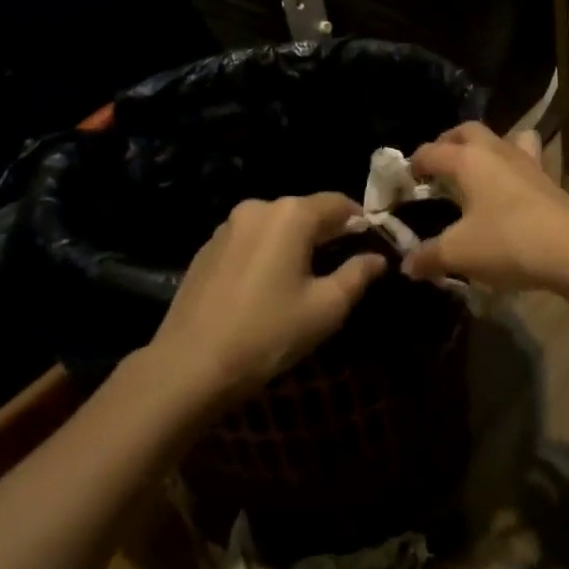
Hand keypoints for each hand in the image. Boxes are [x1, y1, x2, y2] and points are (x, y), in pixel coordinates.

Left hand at [149, 194, 385, 404]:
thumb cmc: (269, 333)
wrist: (190, 365)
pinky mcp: (206, 248)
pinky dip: (265, 253)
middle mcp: (258, 207)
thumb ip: (358, 274)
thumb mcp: (326, 307)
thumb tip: (377, 258)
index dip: (360, 222)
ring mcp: (227, 226)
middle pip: (305, 211)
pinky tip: (266, 286)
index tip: (372, 244)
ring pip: (275, 226)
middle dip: (326, 233)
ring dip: (294, 243)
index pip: (338, 203)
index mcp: (291, 214)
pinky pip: (249, 241)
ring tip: (303, 278)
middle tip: (342, 265)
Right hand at [402, 123, 568, 290]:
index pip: (432, 151)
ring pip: (503, 138)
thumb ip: (429, 256)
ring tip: (475, 169)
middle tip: (437, 165)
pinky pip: (526, 159)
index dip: (414, 164)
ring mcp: (527, 162)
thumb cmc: (509, 242)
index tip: (404, 181)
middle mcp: (496, 151)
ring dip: (485, 147)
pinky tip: (510, 189)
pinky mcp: (548, 179)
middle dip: (448, 142)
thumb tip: (407, 265)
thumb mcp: (459, 254)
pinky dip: (512, 166)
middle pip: (467, 131)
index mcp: (468, 160)